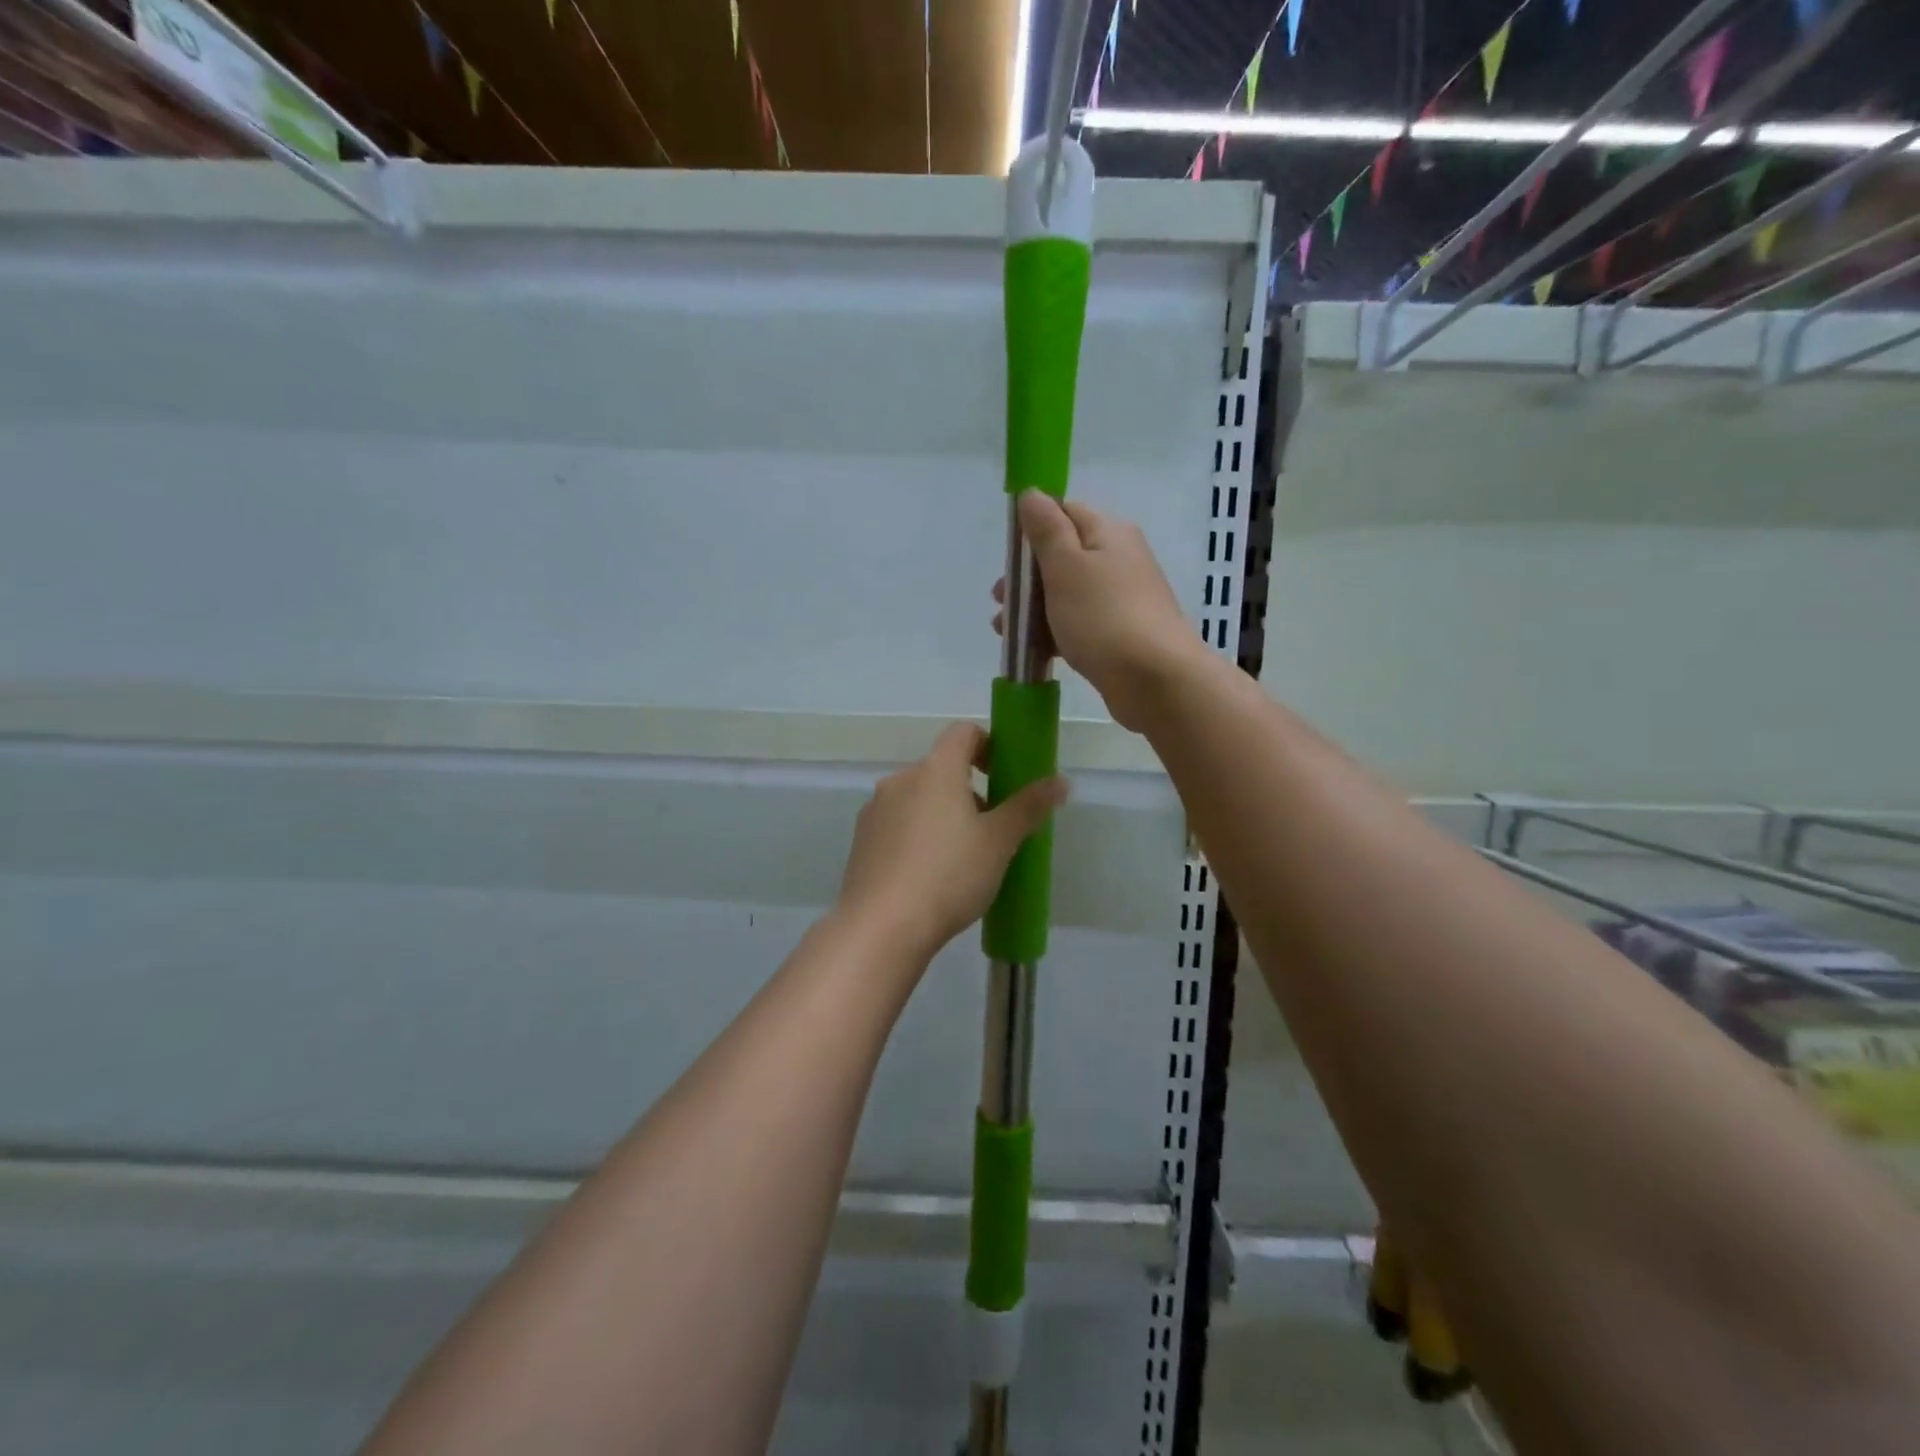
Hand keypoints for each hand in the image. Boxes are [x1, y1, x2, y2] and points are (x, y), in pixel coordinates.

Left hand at [835, 722, 1066, 964]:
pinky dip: (917, 835)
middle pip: (941, 768)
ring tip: (960, 859)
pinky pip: (898, 823)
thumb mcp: (999, 842)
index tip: (1004, 776)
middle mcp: (900, 779)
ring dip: (942, 813)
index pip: (964, 732)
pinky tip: (928, 875)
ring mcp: (876, 809)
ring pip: (918, 797)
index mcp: (935, 769)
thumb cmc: (949, 875)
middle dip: (969, 790)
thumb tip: (1061, 781)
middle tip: (991, 830)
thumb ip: (1029, 806)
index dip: (989, 745)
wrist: (881, 927)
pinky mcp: (862, 840)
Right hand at [994, 491, 1201, 731]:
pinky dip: (1053, 631)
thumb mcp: (1066, 566)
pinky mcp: (1119, 634)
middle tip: (1000, 600)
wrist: (1155, 680)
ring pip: (1067, 593)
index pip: (1065, 512)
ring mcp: (1121, 599)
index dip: (1032, 529)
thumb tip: (1032, 493)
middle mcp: (1120, 559)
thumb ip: (1047, 529)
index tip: (1008, 557)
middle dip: (1026, 577)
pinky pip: (1078, 623)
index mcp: (1109, 533)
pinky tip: (1032, 649)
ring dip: (1034, 608)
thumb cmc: (1103, 616)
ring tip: (1005, 630)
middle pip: (1063, 556)